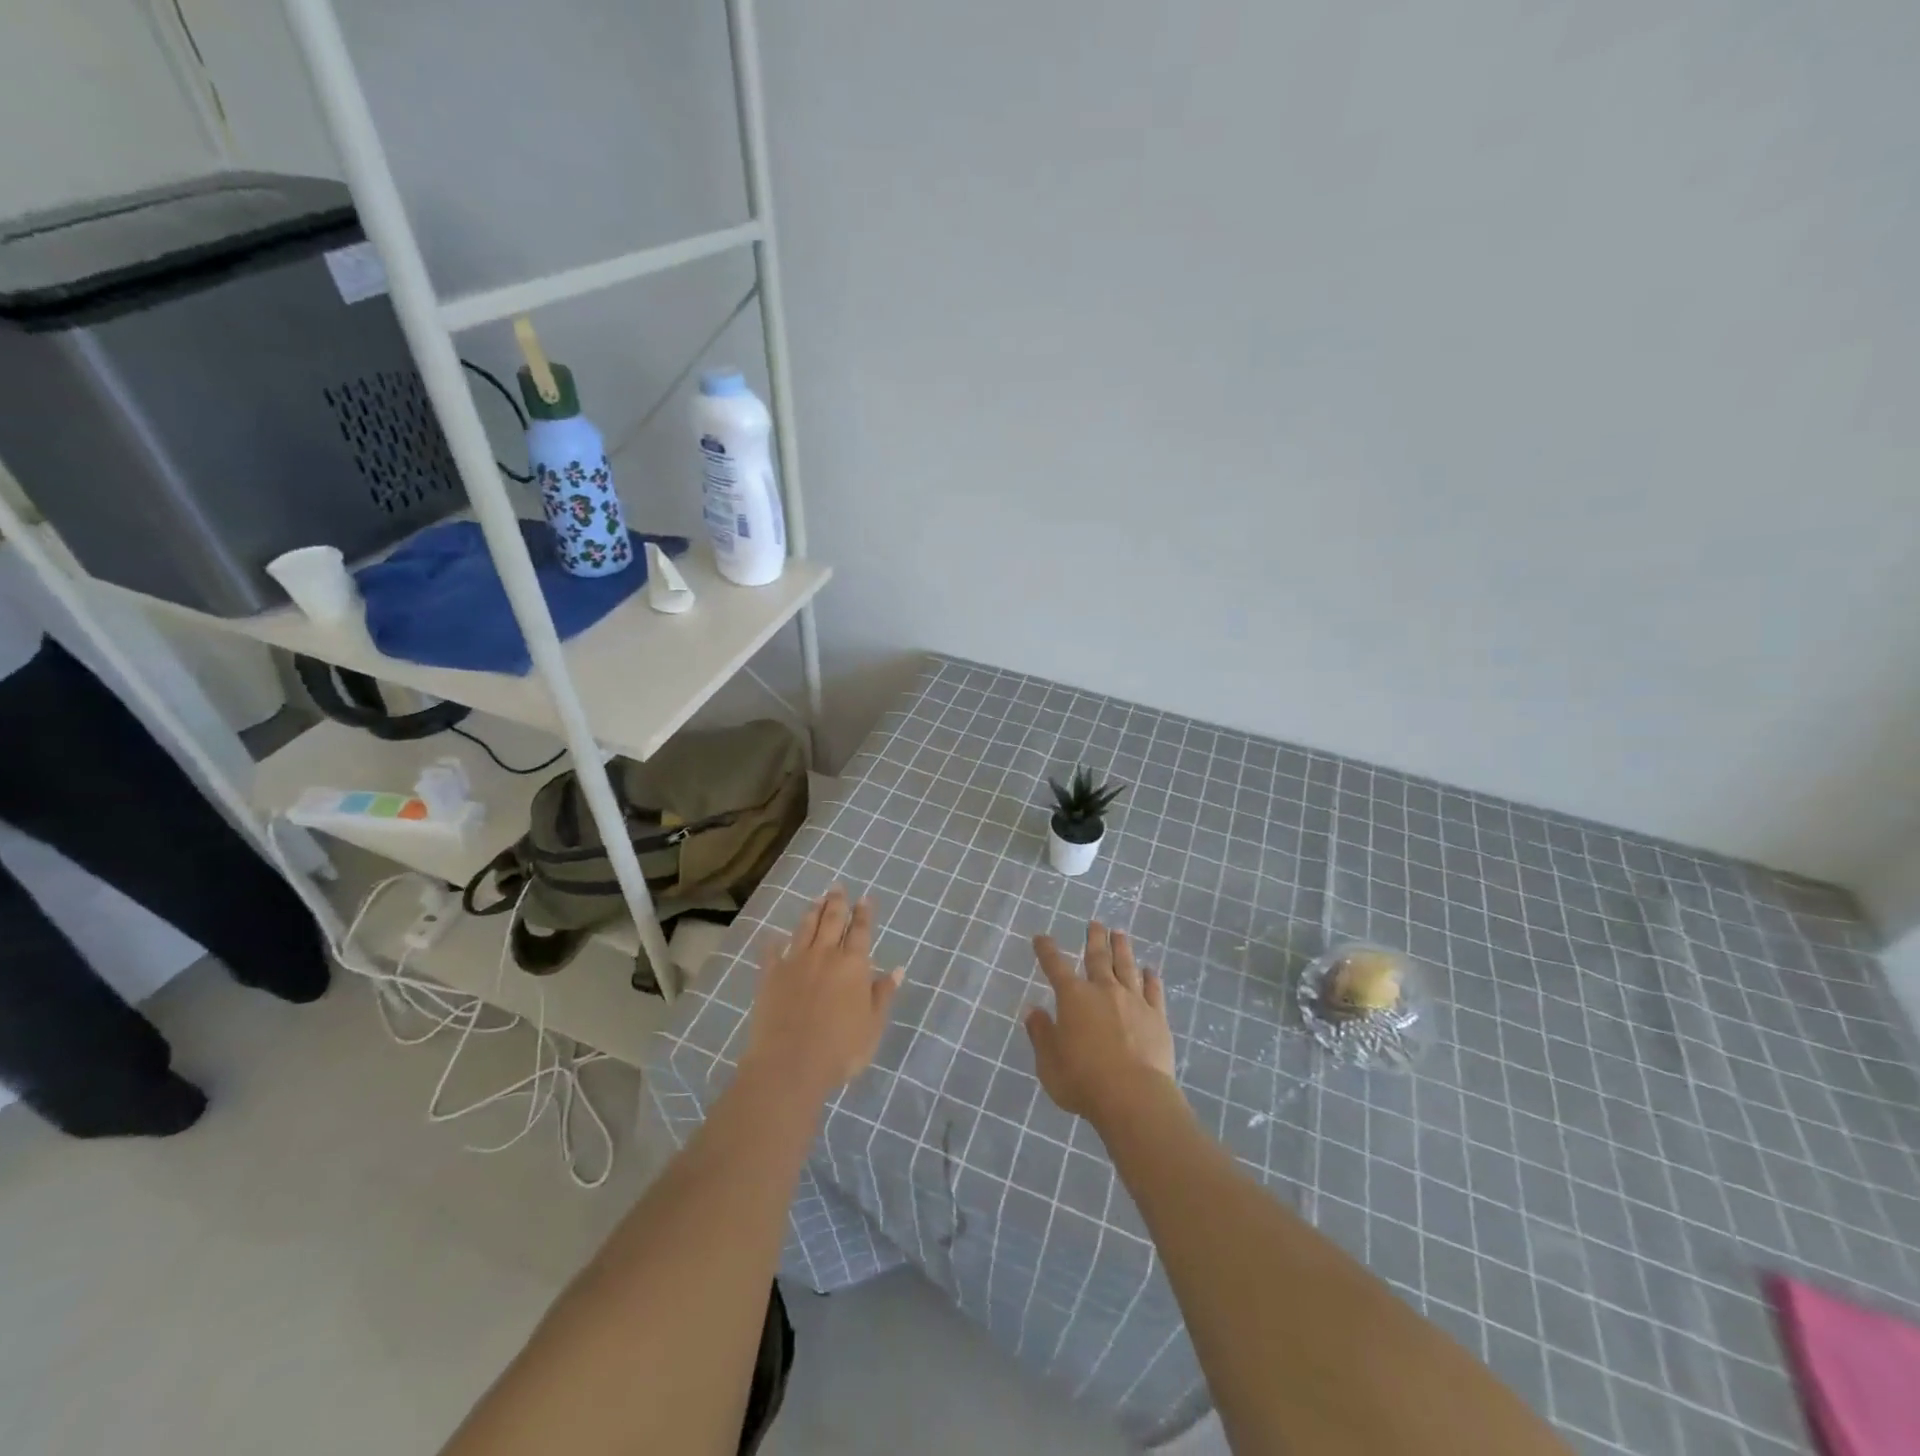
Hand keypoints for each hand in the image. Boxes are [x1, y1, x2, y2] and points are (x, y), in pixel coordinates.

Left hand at [742, 887, 903, 1101]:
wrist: (789, 1064)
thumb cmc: (840, 1049)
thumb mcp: (873, 1026)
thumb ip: (883, 994)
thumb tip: (897, 969)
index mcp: (853, 964)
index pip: (860, 930)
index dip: (863, 913)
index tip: (865, 898)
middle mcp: (825, 955)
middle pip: (831, 920)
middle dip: (837, 902)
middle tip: (837, 887)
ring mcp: (795, 962)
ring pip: (805, 928)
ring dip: (812, 912)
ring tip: (816, 899)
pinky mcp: (770, 975)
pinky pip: (771, 952)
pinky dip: (774, 941)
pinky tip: (773, 936)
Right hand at [1025, 922, 1179, 1125]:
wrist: (1133, 1096)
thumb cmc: (1082, 1080)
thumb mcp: (1049, 1062)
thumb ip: (1041, 1033)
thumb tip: (1033, 1010)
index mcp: (1073, 997)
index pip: (1055, 966)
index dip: (1047, 950)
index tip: (1042, 937)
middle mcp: (1103, 990)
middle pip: (1098, 957)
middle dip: (1094, 938)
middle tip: (1095, 923)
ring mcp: (1133, 1001)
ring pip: (1126, 966)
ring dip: (1122, 948)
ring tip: (1120, 933)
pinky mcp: (1157, 1017)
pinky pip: (1153, 991)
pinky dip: (1151, 978)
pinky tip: (1150, 970)